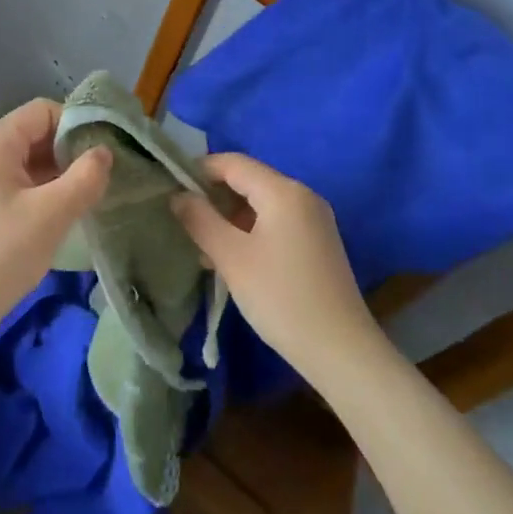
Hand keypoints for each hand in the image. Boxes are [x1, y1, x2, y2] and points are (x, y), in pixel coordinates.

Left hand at [0, 98, 112, 343]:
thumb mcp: (51, 215)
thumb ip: (85, 177)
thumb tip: (105, 152)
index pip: (45, 110)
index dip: (78, 124)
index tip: (107, 152)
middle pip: (39, 133)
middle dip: (72, 151)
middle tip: (104, 177)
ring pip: (33, 160)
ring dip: (62, 174)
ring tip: (92, 196)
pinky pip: (23, 183)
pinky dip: (47, 191)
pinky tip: (67, 214)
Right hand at [171, 152, 382, 383]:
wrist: (341, 350)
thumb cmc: (281, 298)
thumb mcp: (232, 258)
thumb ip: (201, 220)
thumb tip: (178, 196)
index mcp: (283, 191)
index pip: (233, 163)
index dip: (199, 170)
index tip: (171, 190)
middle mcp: (303, 195)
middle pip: (249, 181)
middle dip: (214, 198)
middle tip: (185, 223)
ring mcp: (315, 219)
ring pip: (262, 204)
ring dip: (231, 218)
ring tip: (204, 249)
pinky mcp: (319, 243)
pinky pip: (277, 222)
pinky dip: (251, 231)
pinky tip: (234, 260)